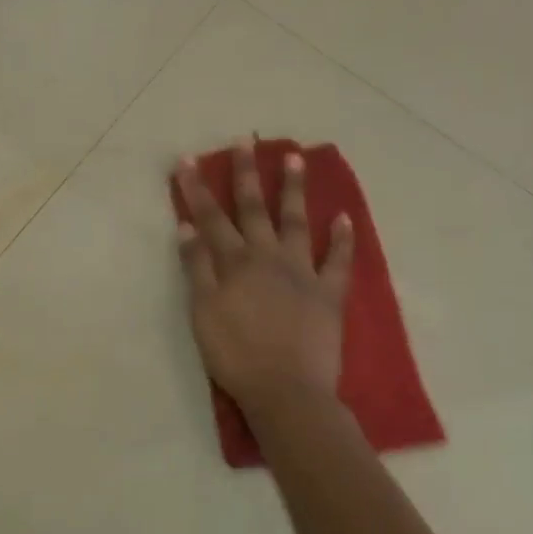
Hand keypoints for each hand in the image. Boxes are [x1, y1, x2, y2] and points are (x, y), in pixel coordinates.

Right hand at [175, 142, 352, 413]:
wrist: (286, 391)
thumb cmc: (235, 356)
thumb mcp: (202, 313)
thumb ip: (196, 267)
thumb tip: (188, 226)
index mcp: (235, 263)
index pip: (211, 217)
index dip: (197, 188)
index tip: (187, 160)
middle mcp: (269, 257)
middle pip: (255, 209)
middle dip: (247, 174)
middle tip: (245, 142)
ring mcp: (303, 272)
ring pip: (297, 222)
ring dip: (294, 190)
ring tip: (295, 158)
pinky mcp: (329, 294)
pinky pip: (339, 261)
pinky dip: (343, 239)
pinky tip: (345, 217)